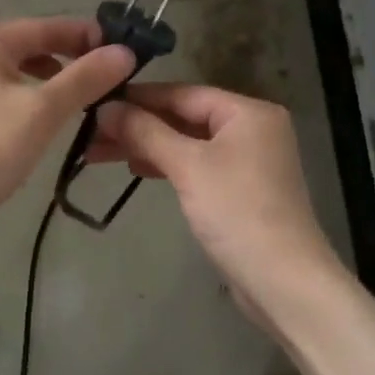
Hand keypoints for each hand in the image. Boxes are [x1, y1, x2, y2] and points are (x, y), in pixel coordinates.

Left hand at [0, 17, 134, 257]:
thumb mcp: (43, 110)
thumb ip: (86, 78)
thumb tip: (125, 52)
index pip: (44, 26)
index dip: (85, 34)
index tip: (123, 50)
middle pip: (31, 47)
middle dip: (71, 58)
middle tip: (111, 78)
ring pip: (20, 76)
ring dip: (55, 83)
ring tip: (88, 101)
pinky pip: (9, 101)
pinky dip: (35, 104)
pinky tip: (52, 126)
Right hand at [91, 84, 341, 311]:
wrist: (283, 280)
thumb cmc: (237, 212)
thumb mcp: (188, 166)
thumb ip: (146, 132)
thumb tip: (105, 108)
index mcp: (248, 112)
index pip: (183, 93)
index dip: (138, 97)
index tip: (96, 101)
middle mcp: (253, 129)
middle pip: (185, 117)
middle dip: (139, 125)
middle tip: (91, 134)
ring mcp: (249, 161)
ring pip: (189, 143)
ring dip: (148, 146)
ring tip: (101, 153)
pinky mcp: (242, 190)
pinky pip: (198, 165)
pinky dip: (169, 165)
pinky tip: (138, 169)